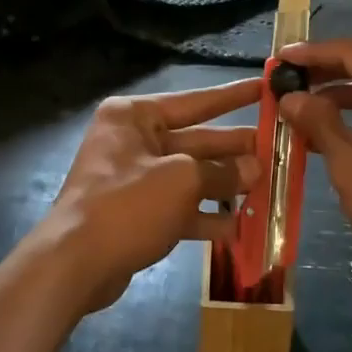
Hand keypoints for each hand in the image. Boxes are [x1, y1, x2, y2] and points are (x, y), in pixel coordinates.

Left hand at [34, 77, 261, 312]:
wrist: (75, 264)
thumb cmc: (127, 205)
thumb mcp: (182, 181)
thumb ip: (221, 173)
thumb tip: (255, 169)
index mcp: (135, 117)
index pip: (194, 102)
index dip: (232, 97)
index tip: (264, 87)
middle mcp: (133, 141)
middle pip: (195, 141)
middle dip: (235, 149)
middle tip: (277, 149)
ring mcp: (134, 179)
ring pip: (190, 177)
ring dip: (225, 185)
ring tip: (266, 189)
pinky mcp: (137, 214)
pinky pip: (179, 207)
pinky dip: (205, 216)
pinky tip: (239, 228)